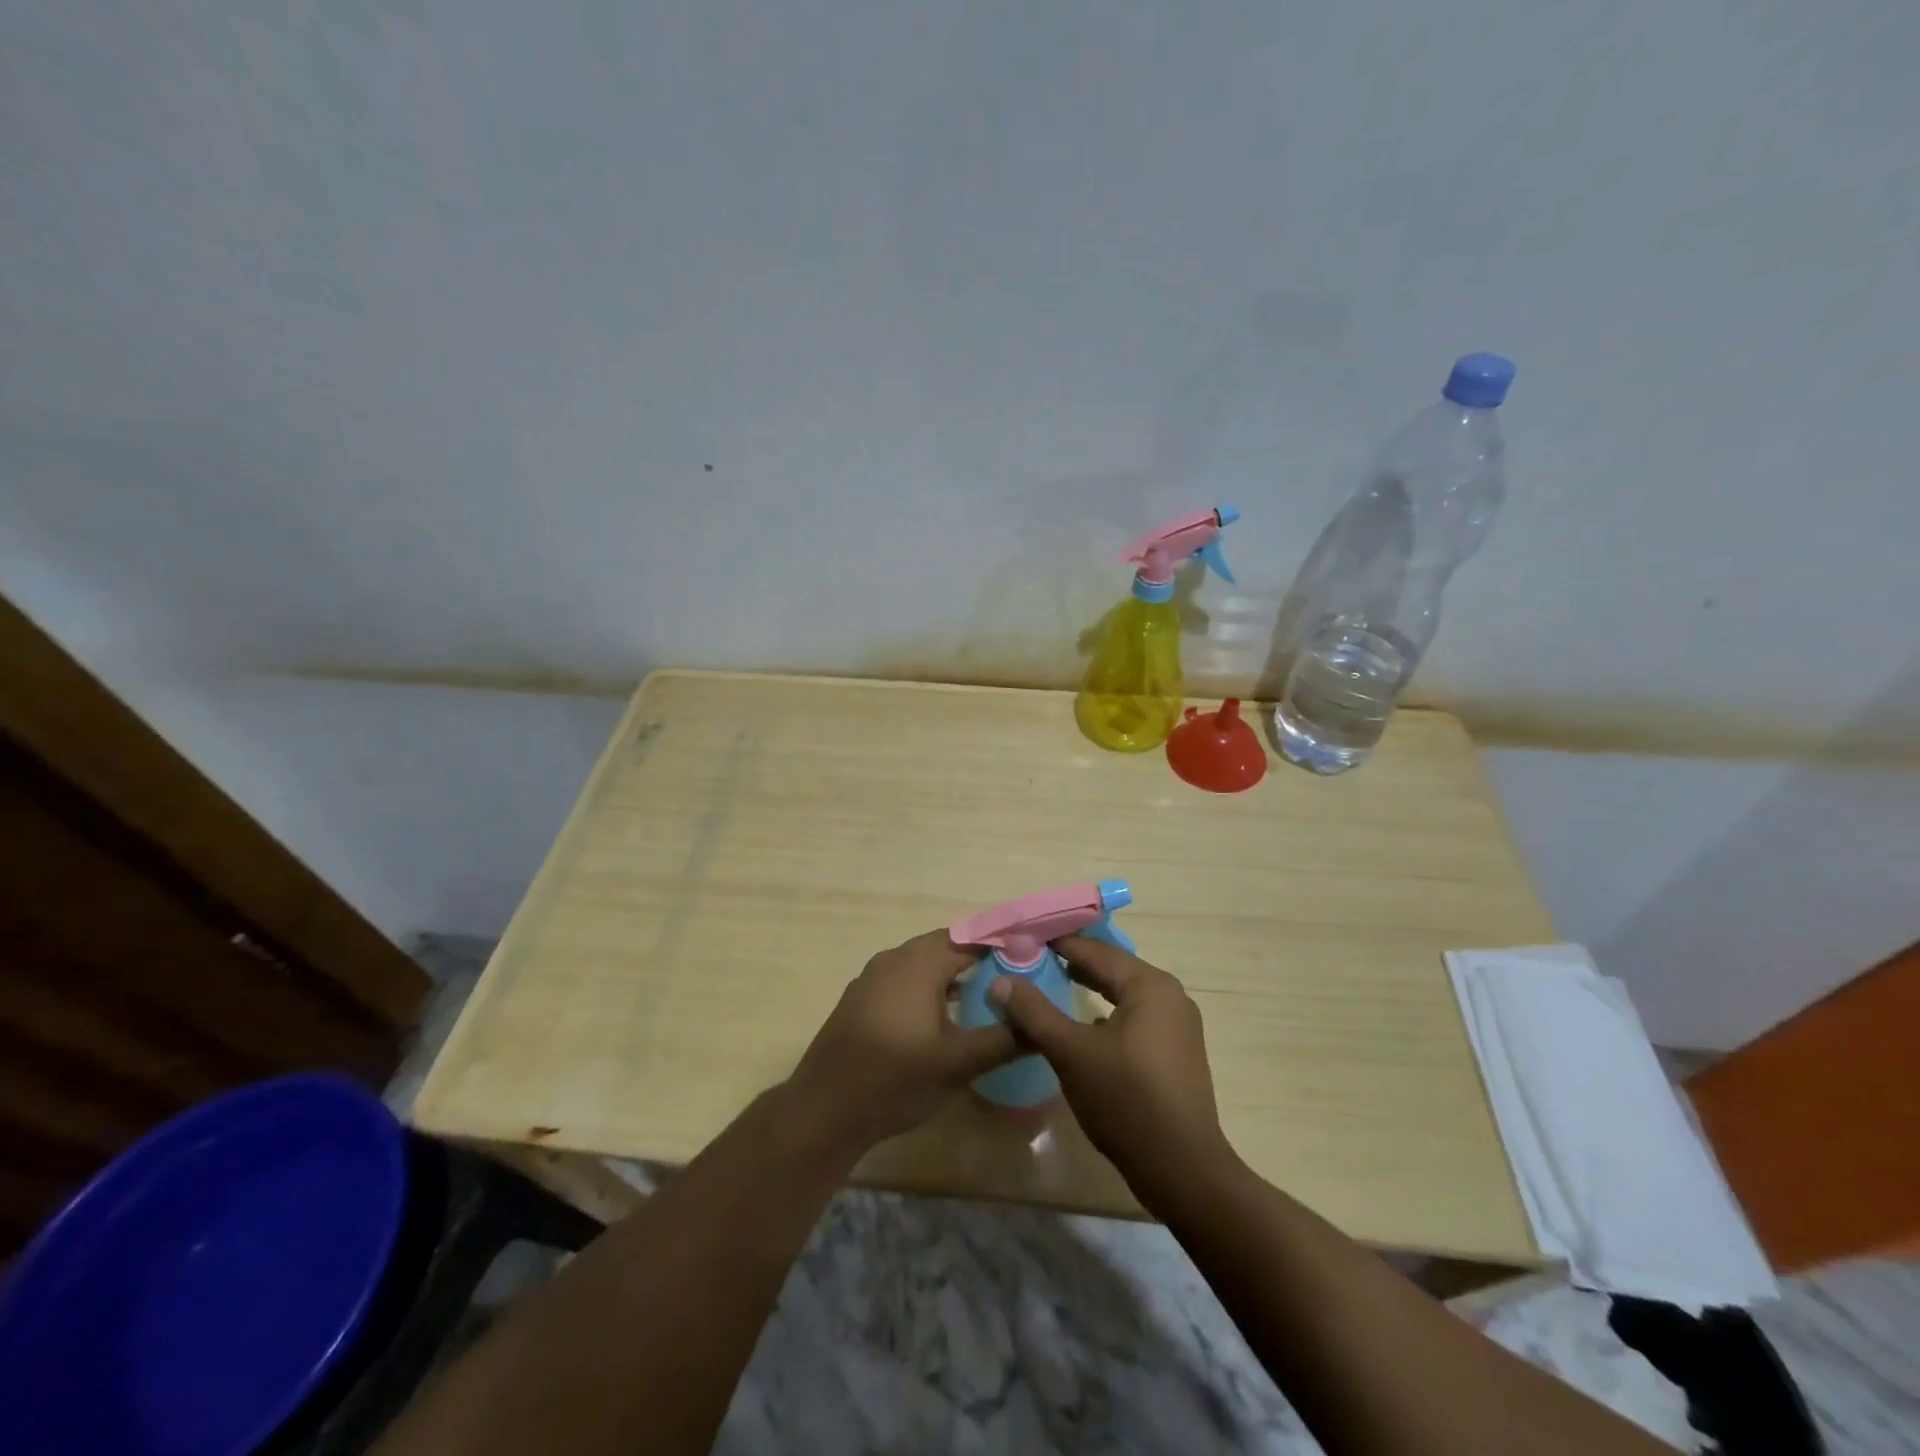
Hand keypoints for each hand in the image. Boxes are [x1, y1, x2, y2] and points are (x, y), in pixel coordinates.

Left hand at [787, 930, 1016, 1153]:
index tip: (1031, 959)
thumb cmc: (896, 1079)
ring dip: (952, 975)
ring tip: (984, 997)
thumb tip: (1042, 1026)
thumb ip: (1004, 1039)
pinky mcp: (860, 999)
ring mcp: (872, 978)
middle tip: (1012, 980)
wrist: (825, 1109)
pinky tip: (942, 1017)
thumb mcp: (958, 1062)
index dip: (1002, 946)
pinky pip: (904, 980)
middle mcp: (894, 959)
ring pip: (922, 964)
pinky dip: (928, 988)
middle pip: (945, 946)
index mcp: (919, 962)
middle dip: (978, 959)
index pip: (971, 939)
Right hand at [990, 934, 1230, 1197]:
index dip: (1057, 943)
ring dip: (1090, 987)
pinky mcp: (1176, 1051)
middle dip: (1072, 962)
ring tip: (1053, 982)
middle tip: (1031, 958)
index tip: (1022, 938)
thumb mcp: (1071, 1053)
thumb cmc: (1126, 1102)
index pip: (1094, 950)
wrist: (1183, 1171)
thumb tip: (1002, 981)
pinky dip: (1107, 1012)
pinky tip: (1085, 1025)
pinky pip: (1135, 1016)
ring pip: (1124, 993)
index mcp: (1149, 985)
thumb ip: (1035, 1012)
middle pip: (1112, 968)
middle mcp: (1169, 995)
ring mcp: (1178, 1024)